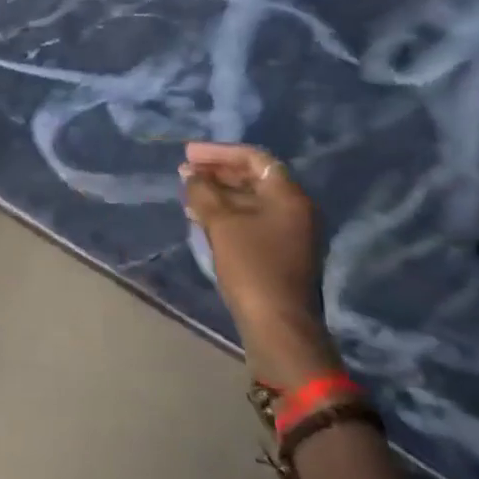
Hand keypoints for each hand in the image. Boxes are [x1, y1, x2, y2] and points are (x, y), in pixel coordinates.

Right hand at [181, 142, 341, 387]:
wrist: (278, 326)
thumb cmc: (252, 267)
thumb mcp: (221, 223)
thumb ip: (204, 192)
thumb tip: (191, 174)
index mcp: (288, 196)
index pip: (254, 158)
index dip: (219, 152)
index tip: (188, 154)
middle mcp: (294, 210)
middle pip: (253, 178)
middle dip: (217, 172)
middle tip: (184, 172)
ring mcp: (289, 233)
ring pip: (250, 201)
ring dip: (218, 193)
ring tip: (187, 194)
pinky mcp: (279, 253)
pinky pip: (250, 220)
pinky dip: (226, 213)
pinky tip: (201, 218)